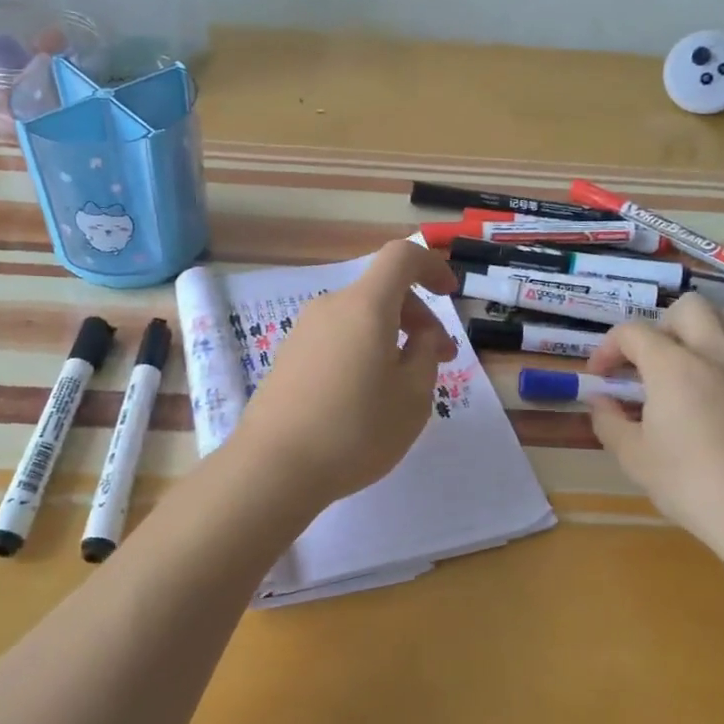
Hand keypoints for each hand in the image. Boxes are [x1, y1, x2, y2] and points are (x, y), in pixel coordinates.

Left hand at [230, 240, 458, 509]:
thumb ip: (426, 353)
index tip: (450, 294)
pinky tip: (366, 397)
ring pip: (360, 318)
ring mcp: (304, 332)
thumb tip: (419, 334)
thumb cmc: (356, 429)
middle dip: (419, 317)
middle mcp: (331, 307)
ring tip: (405, 385)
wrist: (274, 467)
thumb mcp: (413, 396)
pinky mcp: (288, 358)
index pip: (401, 257)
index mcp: (365, 306)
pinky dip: (362, 351)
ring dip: (390, 338)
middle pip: (382, 291)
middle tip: (442, 360)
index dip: (431, 266)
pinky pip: (337, 339)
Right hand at [587, 294, 723, 582]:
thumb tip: (600, 402)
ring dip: (711, 329)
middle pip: (688, 307)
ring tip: (697, 359)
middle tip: (652, 361)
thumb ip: (608, 422)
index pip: (632, 332)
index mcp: (672, 365)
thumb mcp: (633, 458)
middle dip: (663, 326)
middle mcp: (716, 352)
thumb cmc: (692, 485)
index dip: (608, 348)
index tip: (600, 376)